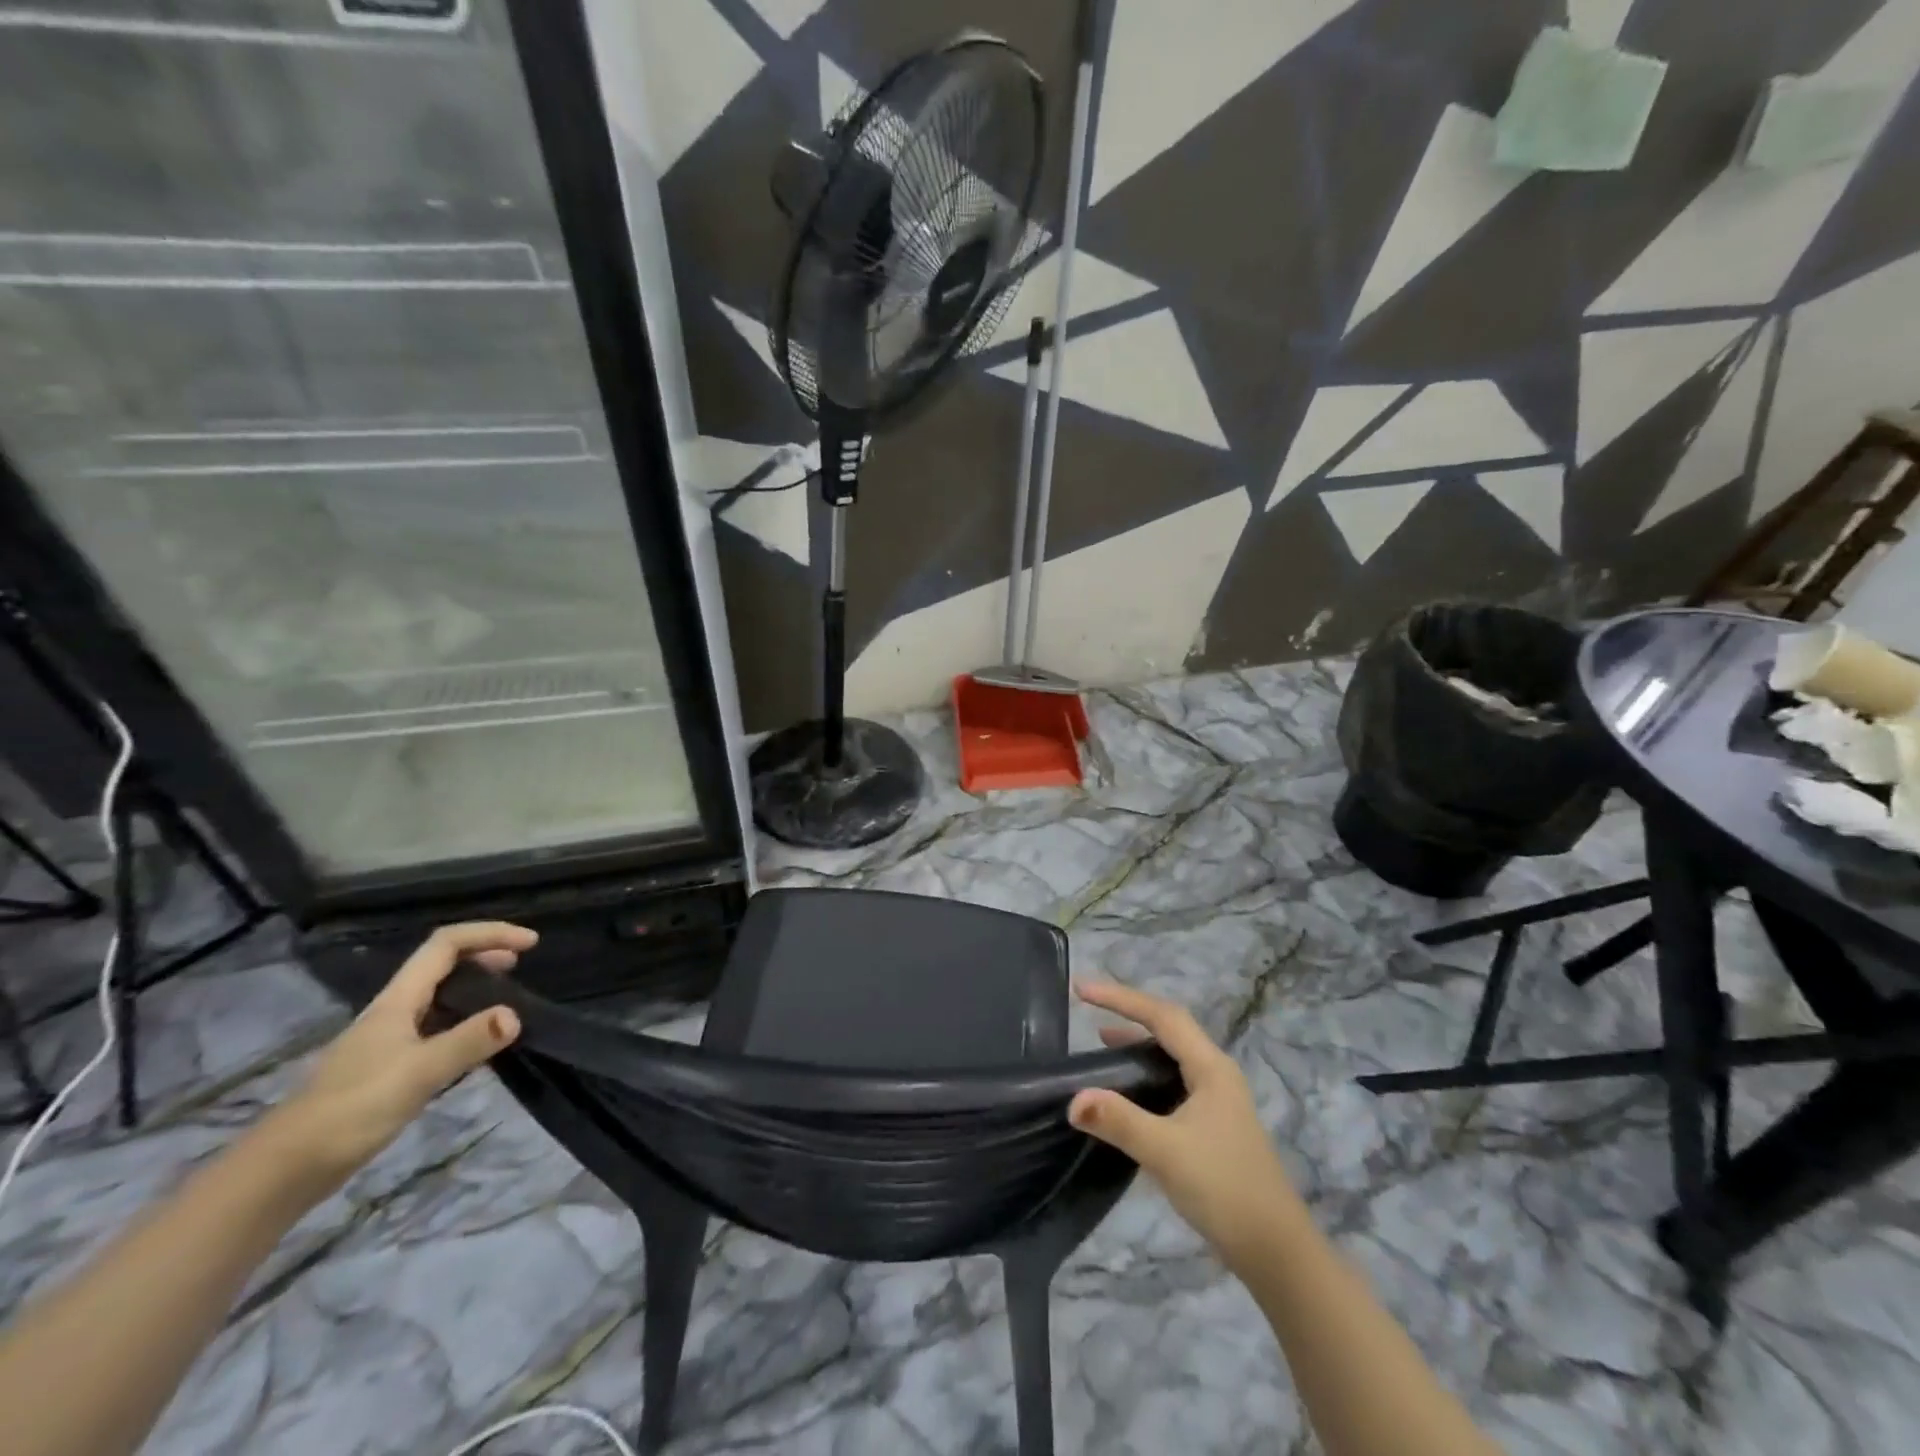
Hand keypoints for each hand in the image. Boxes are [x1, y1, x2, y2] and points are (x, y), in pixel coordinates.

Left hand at [268, 922, 535, 1188]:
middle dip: (484, 954)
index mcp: (397, 1002)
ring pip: (437, 995)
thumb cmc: (351, 1111)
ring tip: (505, 999)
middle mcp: (392, 1012)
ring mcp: (387, 1040)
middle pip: (441, 964)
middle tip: (521, 966)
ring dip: (474, 986)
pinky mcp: (386, 1067)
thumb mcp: (418, 1074)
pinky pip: (434, 1026)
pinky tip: (474, 1044)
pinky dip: (463, 1020)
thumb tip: (514, 1015)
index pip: (446, 945)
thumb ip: (467, 1042)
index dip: (489, 934)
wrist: (283, 1171)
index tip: (530, 943)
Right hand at [1069, 980, 1299, 1273]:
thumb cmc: (1225, 1190)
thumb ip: (1119, 1121)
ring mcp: (1217, 1100)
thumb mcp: (1166, 1152)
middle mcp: (1216, 1074)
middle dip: (1128, 1013)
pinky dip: (1145, 1075)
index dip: (1120, 998)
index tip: (1081, 990)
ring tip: (1100, 1044)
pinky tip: (1127, 1093)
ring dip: (1137, 1044)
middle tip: (1088, 1008)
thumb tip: (1073, 1099)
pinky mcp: (1213, 1125)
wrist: (1277, 1252)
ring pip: (1171, 1056)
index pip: (1161, 1016)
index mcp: (1211, 1068)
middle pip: (1168, 1028)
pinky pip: (1172, 1081)